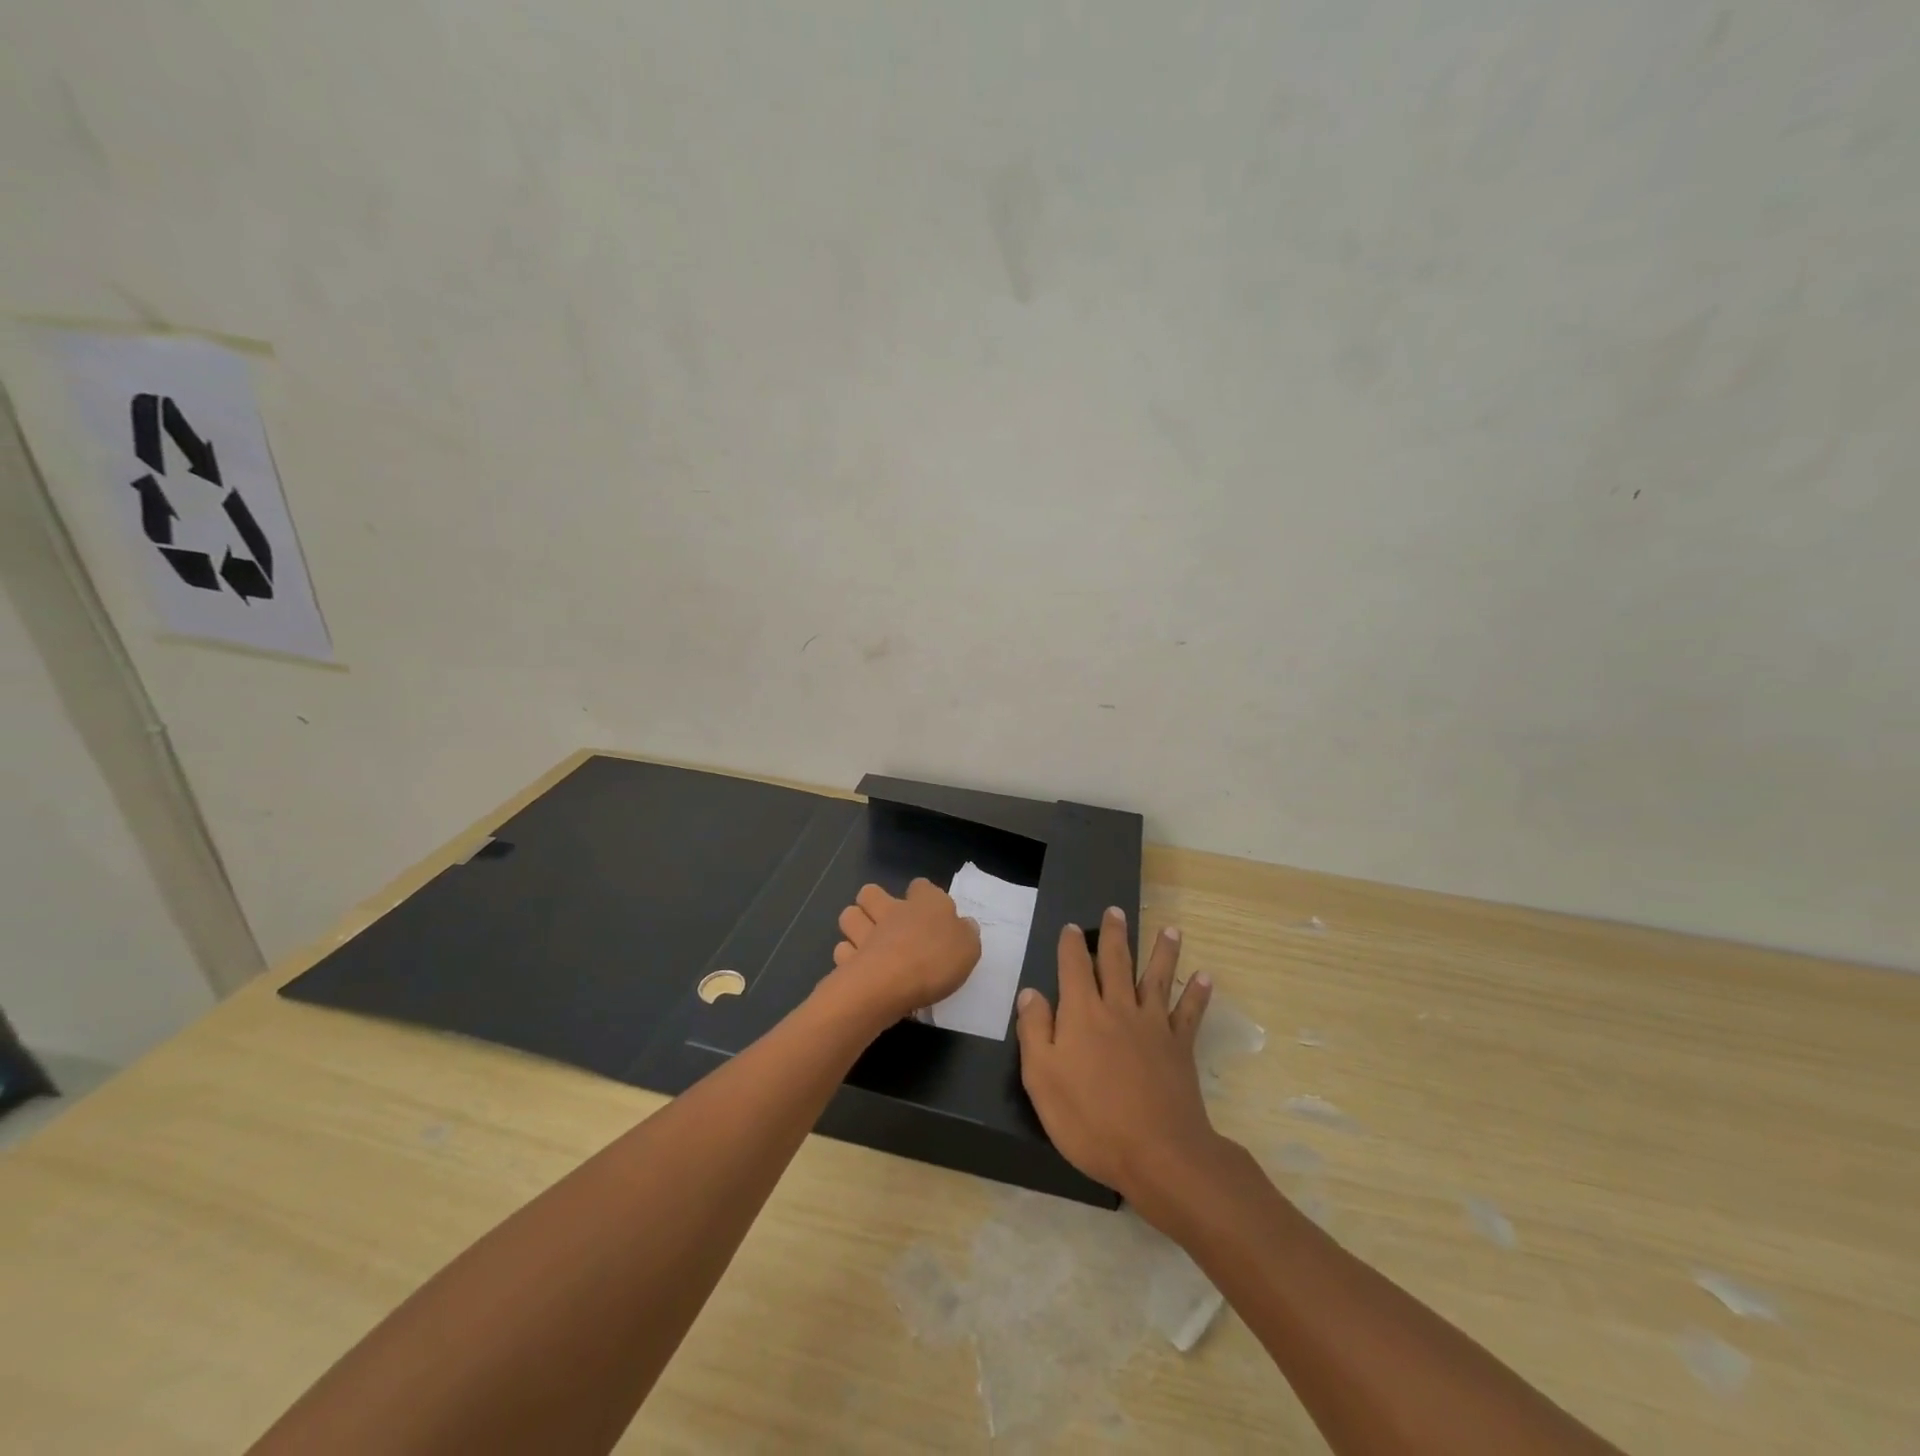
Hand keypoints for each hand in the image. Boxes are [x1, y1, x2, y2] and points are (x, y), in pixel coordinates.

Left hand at [827, 879, 981, 1024]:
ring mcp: (865, 933)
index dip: (922, 894)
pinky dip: (848, 957)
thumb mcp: (968, 948)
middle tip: (887, 921)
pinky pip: (843, 950)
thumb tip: (964, 925)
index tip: (928, 909)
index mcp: (925, 903)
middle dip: (874, 902)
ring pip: (850, 915)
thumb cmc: (934, 960)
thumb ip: (966, 934)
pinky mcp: (847, 959)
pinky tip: (859, 968)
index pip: (921, 886)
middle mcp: (892, 911)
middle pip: (871, 893)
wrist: (888, 984)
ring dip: (856, 924)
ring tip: (868, 941)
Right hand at [1014, 908, 1222, 1228]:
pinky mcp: (1179, 1047)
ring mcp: (1153, 1026)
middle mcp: (1118, 1008)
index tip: (1072, 927)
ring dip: (1164, 952)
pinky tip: (1205, 978)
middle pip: (1116, 962)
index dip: (1071, 945)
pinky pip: (1189, 1013)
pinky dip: (1197, 994)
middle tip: (1116, 910)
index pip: (1074, 967)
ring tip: (1171, 930)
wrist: (1158, 1154)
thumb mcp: (1042, 1079)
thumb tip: (1030, 993)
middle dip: (1114, 934)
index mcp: (1082, 1013)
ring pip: (1157, 978)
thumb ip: (1034, 1031)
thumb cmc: (1090, 1120)